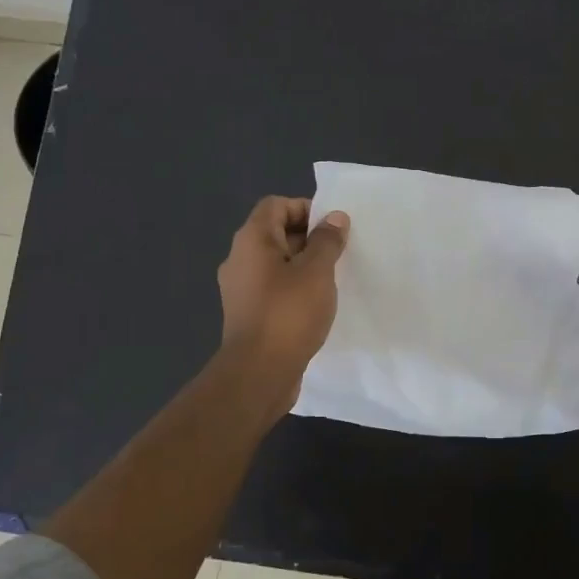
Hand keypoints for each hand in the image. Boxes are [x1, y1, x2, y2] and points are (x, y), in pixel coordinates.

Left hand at [216, 196, 349, 406]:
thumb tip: (334, 217)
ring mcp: (241, 288)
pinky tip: (315, 305)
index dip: (305, 209)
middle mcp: (240, 259)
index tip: (333, 228)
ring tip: (331, 280)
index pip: (276, 205)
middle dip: (309, 238)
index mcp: (251, 240)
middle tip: (339, 253)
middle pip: (275, 232)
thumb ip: (327, 241)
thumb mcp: (316, 271)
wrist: (259, 373)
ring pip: (276, 263)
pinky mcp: (248, 313)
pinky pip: (273, 288)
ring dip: (303, 266)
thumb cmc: (289, 313)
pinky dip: (294, 288)